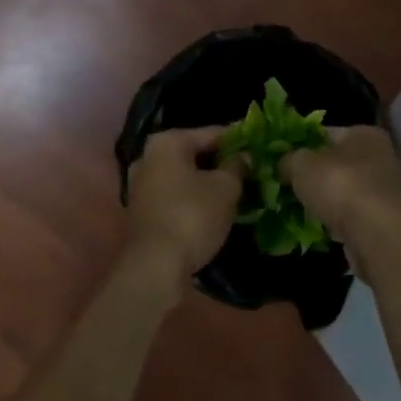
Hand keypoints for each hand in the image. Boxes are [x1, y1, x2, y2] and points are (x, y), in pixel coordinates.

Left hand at [125, 127, 241, 283]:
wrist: (154, 267)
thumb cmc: (191, 216)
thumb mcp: (225, 188)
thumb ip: (237, 167)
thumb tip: (243, 156)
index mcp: (167, 142)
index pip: (211, 133)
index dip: (237, 138)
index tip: (258, 144)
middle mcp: (148, 156)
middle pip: (194, 153)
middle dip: (221, 161)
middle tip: (250, 169)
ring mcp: (141, 185)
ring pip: (184, 175)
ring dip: (207, 181)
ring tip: (236, 189)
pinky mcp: (142, 211)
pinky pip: (175, 194)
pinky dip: (193, 197)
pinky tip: (214, 207)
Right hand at [282, 126, 400, 279]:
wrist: (375, 235)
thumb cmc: (339, 185)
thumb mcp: (301, 164)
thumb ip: (289, 159)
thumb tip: (284, 165)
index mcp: (365, 134)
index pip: (326, 133)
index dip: (302, 144)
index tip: (283, 158)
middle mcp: (381, 157)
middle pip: (337, 162)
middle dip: (314, 174)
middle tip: (288, 184)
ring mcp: (385, 190)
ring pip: (344, 189)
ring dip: (326, 199)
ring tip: (300, 208)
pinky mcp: (384, 219)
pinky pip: (352, 214)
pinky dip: (337, 219)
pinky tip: (319, 227)